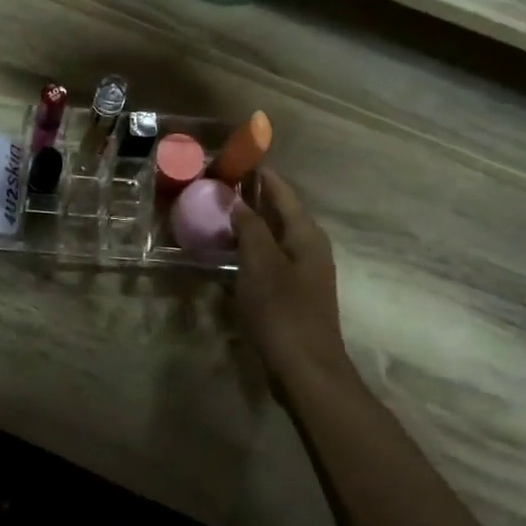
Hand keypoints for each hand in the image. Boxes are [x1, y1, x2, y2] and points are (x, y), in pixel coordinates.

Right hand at [231, 168, 348, 380]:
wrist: (305, 369)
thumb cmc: (283, 312)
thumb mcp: (260, 264)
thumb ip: (250, 228)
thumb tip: (238, 202)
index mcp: (306, 235)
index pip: (282, 191)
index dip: (260, 173)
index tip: (234, 157)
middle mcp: (308, 247)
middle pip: (279, 212)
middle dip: (251, 196)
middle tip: (217, 184)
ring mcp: (302, 271)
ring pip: (272, 236)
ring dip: (248, 223)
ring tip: (217, 212)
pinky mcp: (292, 292)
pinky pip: (268, 258)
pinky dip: (249, 248)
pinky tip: (227, 252)